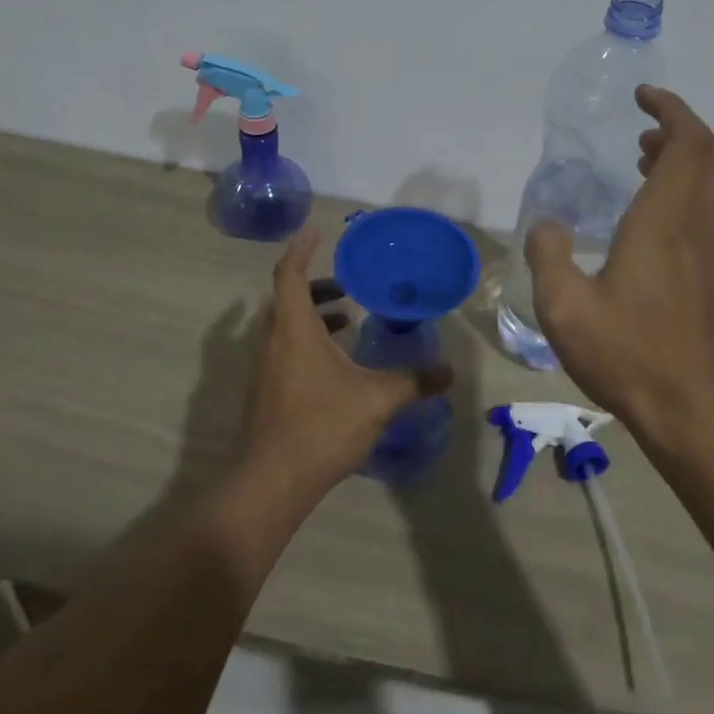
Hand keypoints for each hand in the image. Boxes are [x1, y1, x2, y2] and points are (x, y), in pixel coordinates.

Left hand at [240, 226, 452, 496]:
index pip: (289, 274)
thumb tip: (449, 371)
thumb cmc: (322, 426)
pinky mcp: (265, 392)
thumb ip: (415, 381)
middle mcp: (272, 341)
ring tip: (347, 319)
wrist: (273, 481)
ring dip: (312, 315)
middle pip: (287, 298)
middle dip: (316, 285)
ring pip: (284, 326)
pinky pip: (284, 349)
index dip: (301, 249)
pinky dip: (307, 341)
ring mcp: (264, 368)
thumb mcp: (377, 399)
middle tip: (346, 283)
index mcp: (294, 329)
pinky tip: (336, 365)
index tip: (316, 232)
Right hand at [525, 86, 713, 440]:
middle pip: (713, 155)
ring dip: (689, 160)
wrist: (690, 410)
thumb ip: (548, 255)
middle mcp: (698, 227)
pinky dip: (690, 191)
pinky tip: (652, 220)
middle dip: (683, 129)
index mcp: (664, 222)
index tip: (643, 97)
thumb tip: (546, 224)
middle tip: (643, 134)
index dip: (671, 110)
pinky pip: (713, 212)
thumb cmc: (627, 355)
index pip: (687, 143)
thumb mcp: (564, 307)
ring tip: (645, 165)